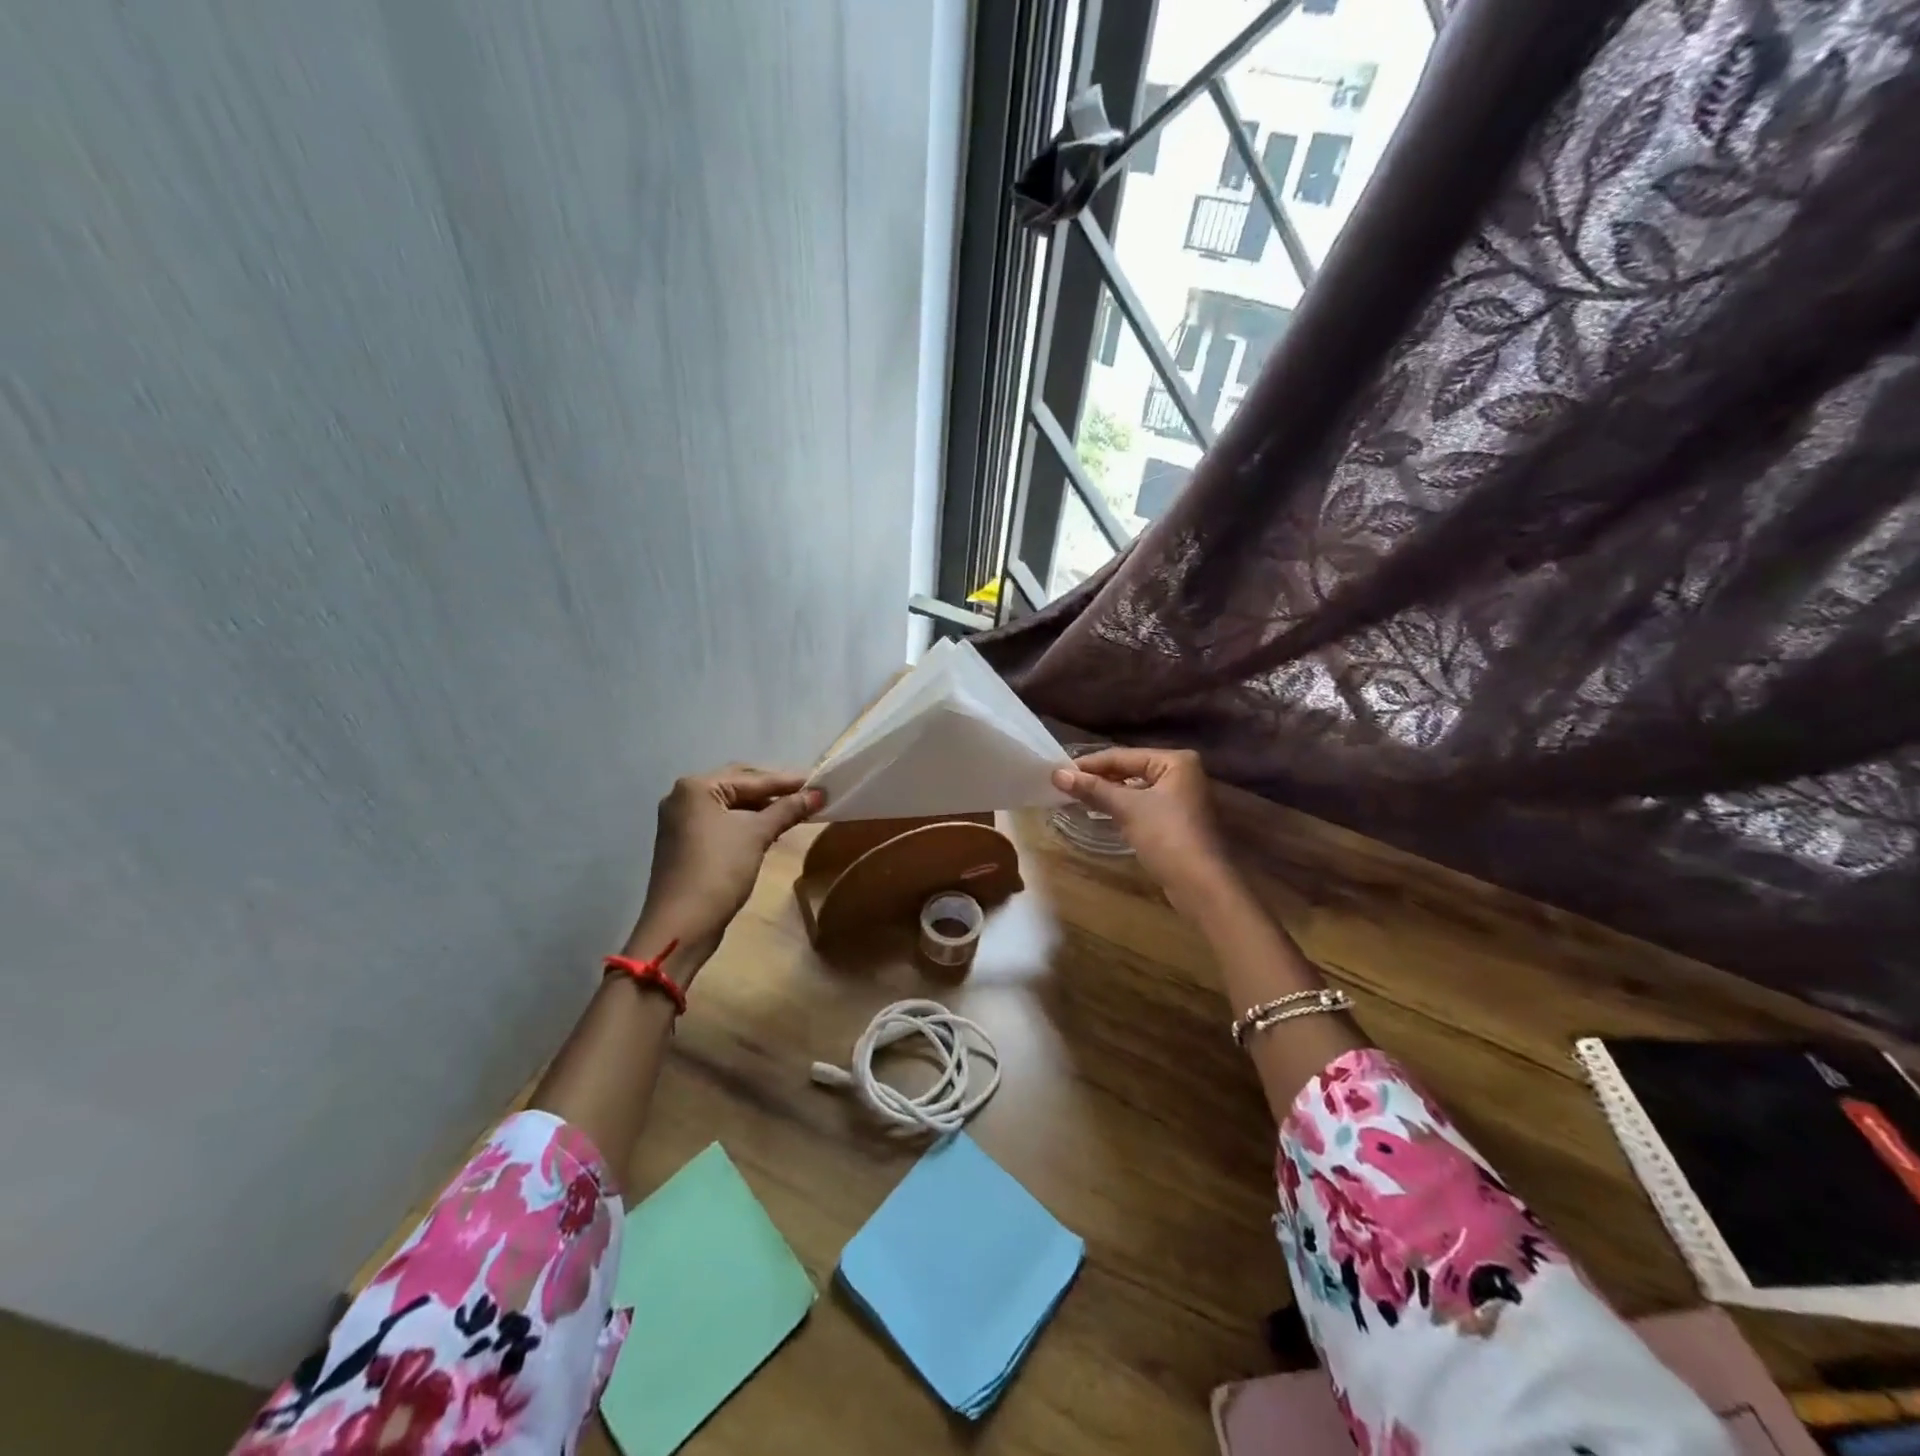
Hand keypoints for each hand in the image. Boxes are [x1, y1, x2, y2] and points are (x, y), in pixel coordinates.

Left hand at [628, 766, 821, 971]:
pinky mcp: (685, 843)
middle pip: (738, 786)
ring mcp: (681, 821)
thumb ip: (787, 809)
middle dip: (774, 790)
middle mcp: (684, 797)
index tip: (820, 782)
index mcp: (696, 787)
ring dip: (762, 807)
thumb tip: (819, 794)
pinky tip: (770, 829)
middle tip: (809, 794)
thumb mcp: (757, 835)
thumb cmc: (719, 870)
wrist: (682, 924)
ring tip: (795, 811)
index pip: (752, 778)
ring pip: (731, 805)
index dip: (788, 781)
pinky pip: (722, 822)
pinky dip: (747, 822)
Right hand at [1051, 747, 1238, 916]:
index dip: (1090, 764)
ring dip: (1108, 792)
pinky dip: (1122, 806)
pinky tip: (1100, 811)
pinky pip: (1142, 805)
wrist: (1200, 884)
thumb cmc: (1166, 836)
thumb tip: (1057, 774)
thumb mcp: (1127, 808)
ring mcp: (1181, 797)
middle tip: (1065, 784)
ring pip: (1135, 788)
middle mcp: (1182, 773)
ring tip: (1077, 796)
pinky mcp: (1177, 820)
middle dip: (1099, 778)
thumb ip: (1093, 788)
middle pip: (1130, 770)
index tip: (1059, 771)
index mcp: (1175, 761)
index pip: (1123, 756)